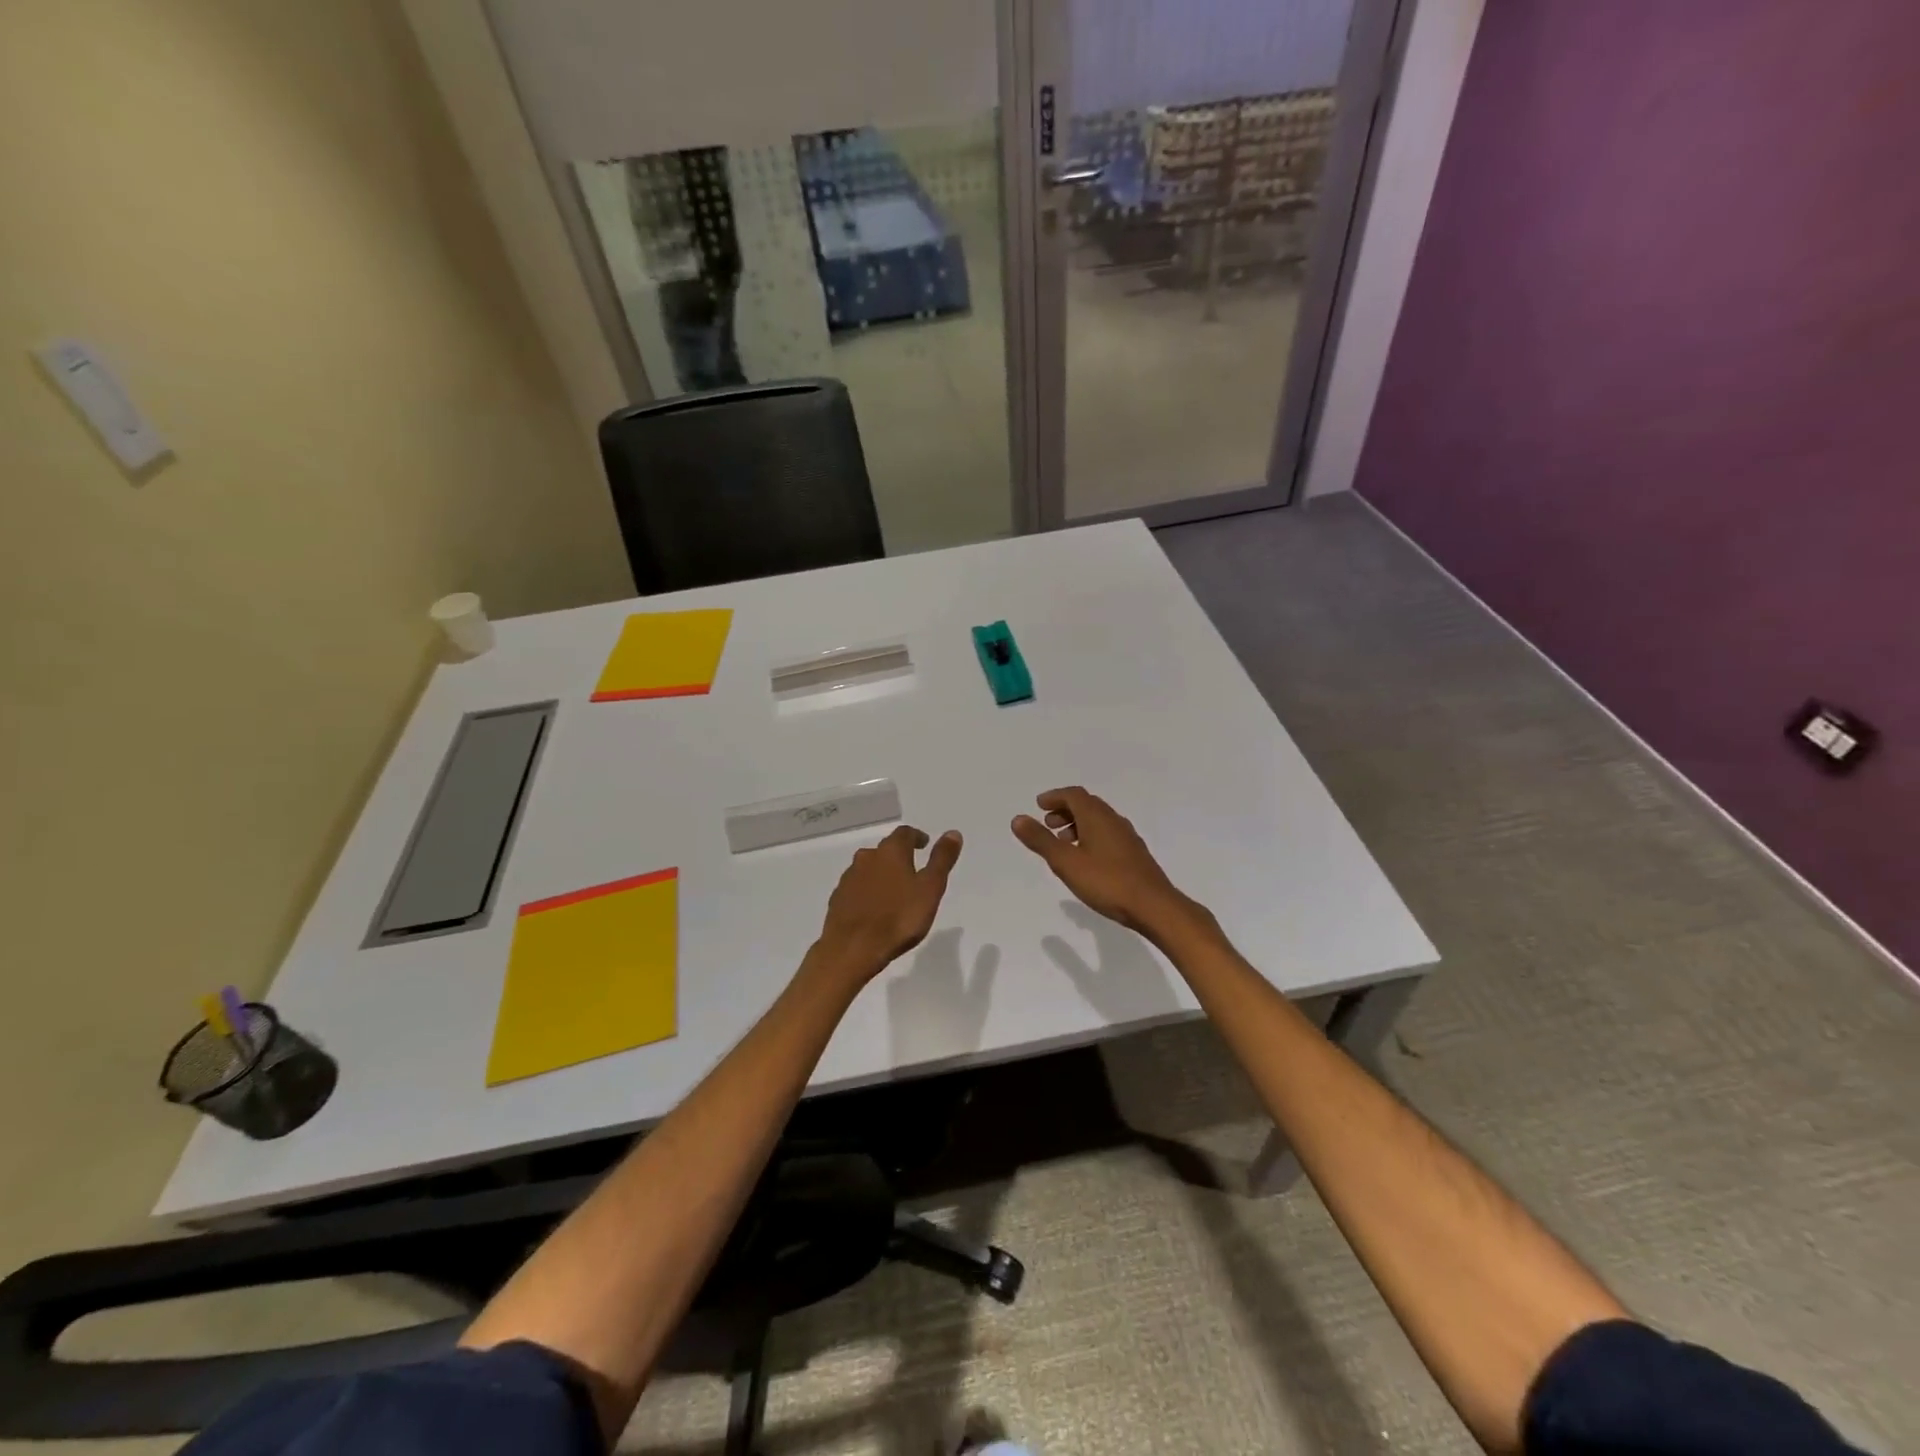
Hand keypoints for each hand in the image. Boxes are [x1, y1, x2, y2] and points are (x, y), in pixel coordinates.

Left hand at [814, 825, 962, 979]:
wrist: (852, 948)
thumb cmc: (898, 918)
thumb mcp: (930, 889)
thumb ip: (942, 860)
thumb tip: (953, 832)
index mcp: (891, 852)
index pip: (905, 833)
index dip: (916, 837)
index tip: (924, 844)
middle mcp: (867, 857)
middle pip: (885, 850)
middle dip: (899, 856)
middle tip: (912, 870)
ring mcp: (849, 878)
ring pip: (869, 868)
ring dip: (882, 874)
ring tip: (894, 891)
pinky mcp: (838, 898)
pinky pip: (857, 887)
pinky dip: (867, 891)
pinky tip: (874, 907)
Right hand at [1012, 787, 1204, 940]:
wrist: (1154, 906)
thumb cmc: (1106, 882)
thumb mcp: (1066, 862)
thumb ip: (1041, 840)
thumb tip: (1018, 819)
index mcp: (1097, 816)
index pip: (1074, 795)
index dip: (1054, 797)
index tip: (1039, 805)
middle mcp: (1114, 820)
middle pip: (1087, 805)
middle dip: (1065, 810)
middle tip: (1048, 823)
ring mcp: (1127, 837)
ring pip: (1098, 821)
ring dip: (1078, 824)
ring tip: (1063, 843)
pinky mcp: (1134, 854)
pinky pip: (1107, 834)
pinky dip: (1090, 836)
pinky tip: (1086, 859)